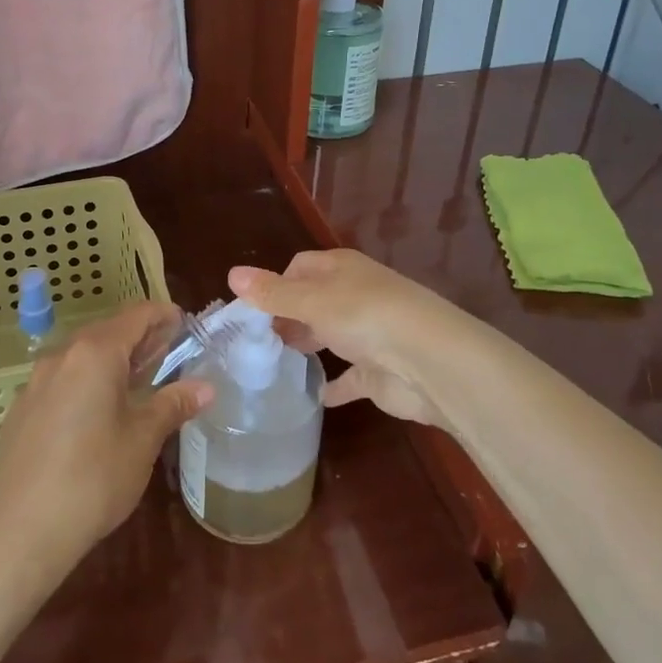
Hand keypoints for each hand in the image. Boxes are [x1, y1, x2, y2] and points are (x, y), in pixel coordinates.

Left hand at [0, 302, 212, 575]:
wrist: (22, 532)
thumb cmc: (94, 479)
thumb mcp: (143, 440)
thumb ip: (172, 404)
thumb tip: (205, 387)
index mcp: (95, 354)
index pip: (136, 316)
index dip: (163, 316)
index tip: (186, 325)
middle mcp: (61, 356)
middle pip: (107, 331)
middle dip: (140, 339)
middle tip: (170, 355)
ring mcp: (35, 382)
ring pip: (82, 356)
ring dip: (112, 360)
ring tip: (138, 382)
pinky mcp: (21, 410)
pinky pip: (62, 380)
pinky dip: (87, 381)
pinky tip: (97, 413)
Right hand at [229, 250, 466, 429]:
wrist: (429, 362)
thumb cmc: (366, 317)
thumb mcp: (312, 301)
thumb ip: (272, 293)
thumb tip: (231, 273)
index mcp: (341, 269)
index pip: (300, 267)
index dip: (275, 284)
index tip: (252, 310)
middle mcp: (355, 296)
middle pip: (313, 301)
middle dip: (286, 316)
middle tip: (255, 340)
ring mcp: (368, 334)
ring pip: (329, 335)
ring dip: (306, 344)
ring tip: (272, 362)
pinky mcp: (377, 372)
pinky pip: (348, 378)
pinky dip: (332, 385)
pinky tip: (311, 395)